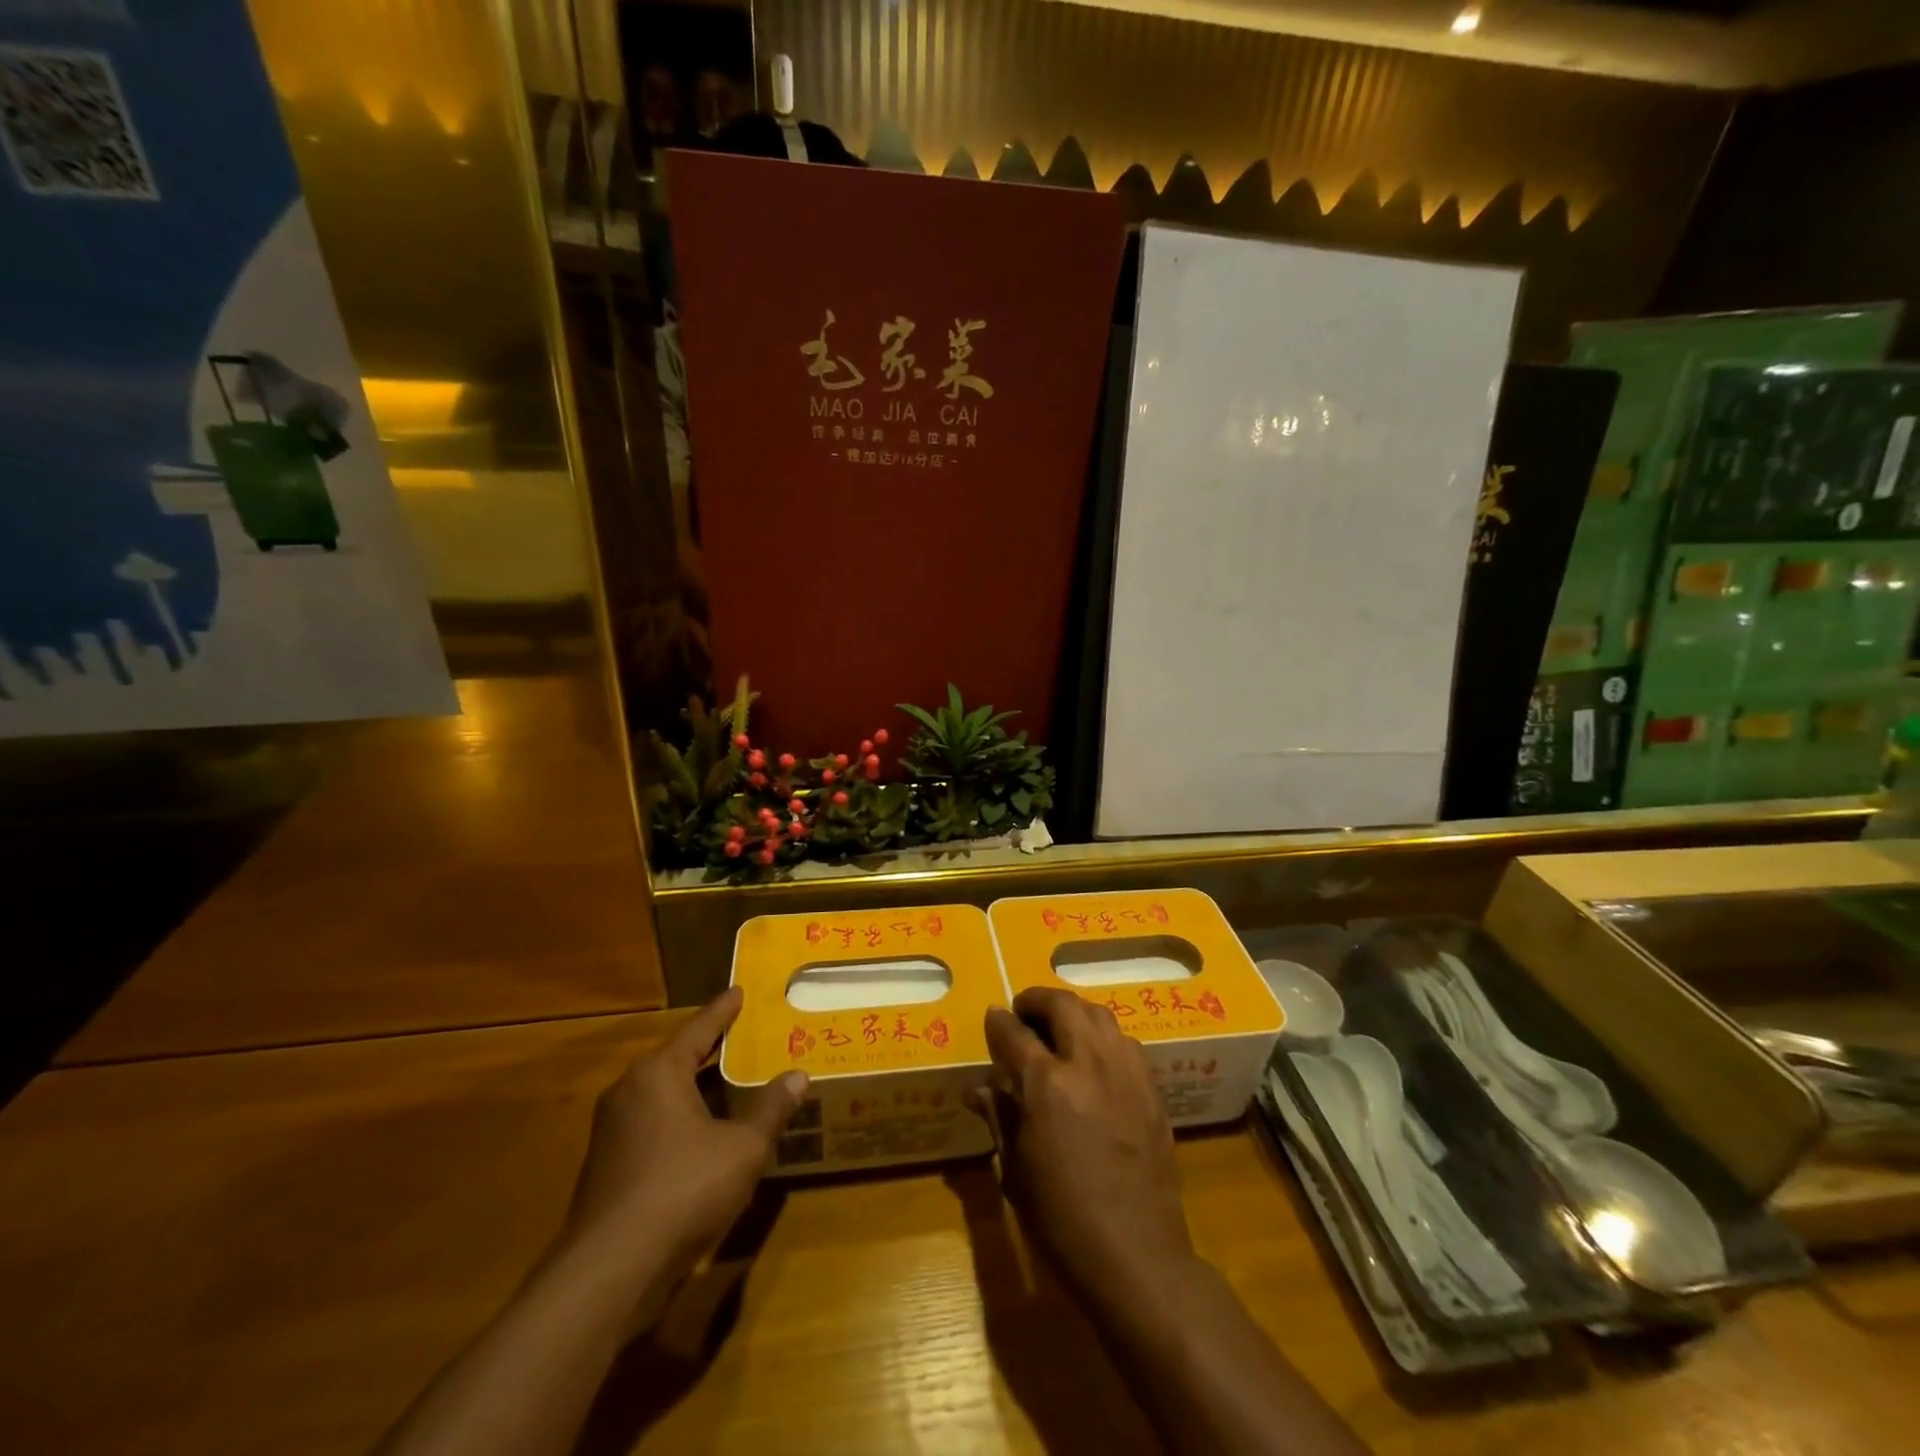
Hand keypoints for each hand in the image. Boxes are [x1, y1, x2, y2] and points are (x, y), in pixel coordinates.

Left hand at [559, 989, 807, 1289]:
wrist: (608, 1273)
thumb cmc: (682, 1191)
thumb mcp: (743, 1148)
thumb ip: (771, 1109)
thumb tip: (798, 1076)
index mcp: (658, 1073)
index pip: (699, 1029)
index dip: (724, 1010)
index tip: (740, 992)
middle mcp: (630, 1092)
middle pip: (679, 1059)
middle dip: (714, 1051)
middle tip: (747, 1038)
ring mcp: (613, 1132)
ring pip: (666, 1096)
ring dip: (700, 1091)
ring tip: (735, 1086)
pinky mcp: (609, 1168)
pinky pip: (655, 1125)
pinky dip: (684, 1120)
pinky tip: (709, 1137)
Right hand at [977, 987, 1195, 1303]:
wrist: (1136, 1256)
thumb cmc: (1062, 1220)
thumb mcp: (1015, 1171)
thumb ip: (999, 1117)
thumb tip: (979, 1089)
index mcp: (1046, 1085)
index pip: (1014, 1033)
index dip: (999, 1022)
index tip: (994, 1017)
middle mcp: (1088, 1064)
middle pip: (1063, 1005)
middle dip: (1038, 1000)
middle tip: (1025, 1012)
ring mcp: (1125, 1073)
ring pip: (1099, 1015)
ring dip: (1074, 1012)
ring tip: (1060, 1027)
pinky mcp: (1151, 1089)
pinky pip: (1126, 1042)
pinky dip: (1104, 1037)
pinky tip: (1096, 1058)